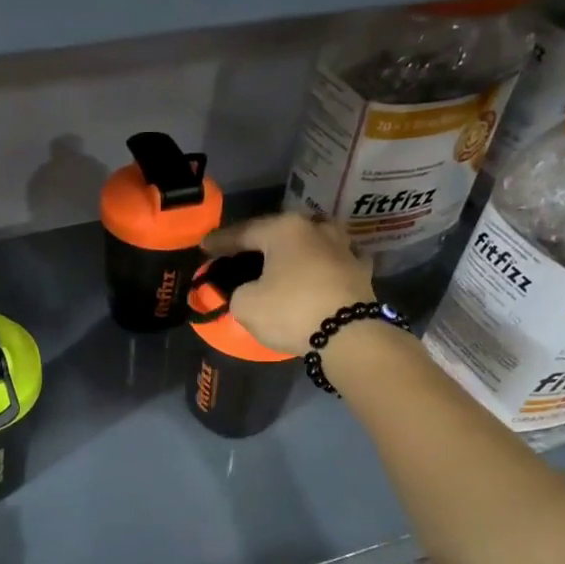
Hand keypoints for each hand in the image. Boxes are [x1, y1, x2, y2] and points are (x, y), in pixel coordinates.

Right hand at [203, 214, 374, 356]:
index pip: (244, 232)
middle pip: (279, 232)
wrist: (349, 335)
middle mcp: (316, 228)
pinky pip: (332, 261)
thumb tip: (247, 290)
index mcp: (284, 229)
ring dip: (293, 250)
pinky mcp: (361, 269)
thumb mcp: (245, 305)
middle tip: (240, 253)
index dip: (220, 241)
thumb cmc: (291, 311)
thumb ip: (237, 291)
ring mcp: (344, 246)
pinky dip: (319, 265)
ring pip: (310, 242)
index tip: (204, 247)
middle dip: (258, 242)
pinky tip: (315, 271)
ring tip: (279, 261)